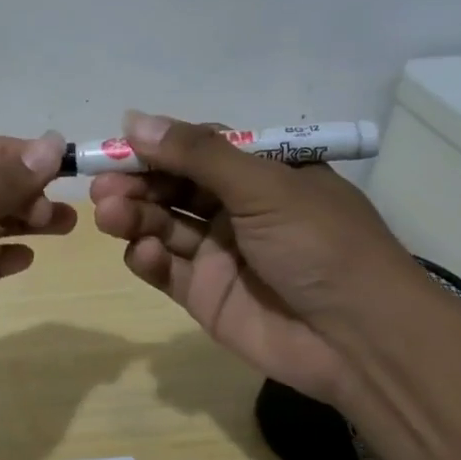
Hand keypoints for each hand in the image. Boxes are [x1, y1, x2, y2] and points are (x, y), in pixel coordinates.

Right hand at [89, 112, 421, 402]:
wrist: (358, 340)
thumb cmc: (320, 245)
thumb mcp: (265, 186)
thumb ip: (198, 155)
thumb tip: (134, 119)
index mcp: (264, 174)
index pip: (199, 150)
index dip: (158, 147)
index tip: (118, 146)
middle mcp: (238, 209)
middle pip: (173, 187)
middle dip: (137, 183)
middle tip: (103, 186)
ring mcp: (219, 253)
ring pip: (163, 225)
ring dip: (134, 216)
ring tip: (110, 214)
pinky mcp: (204, 294)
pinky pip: (165, 268)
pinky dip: (147, 258)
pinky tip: (142, 252)